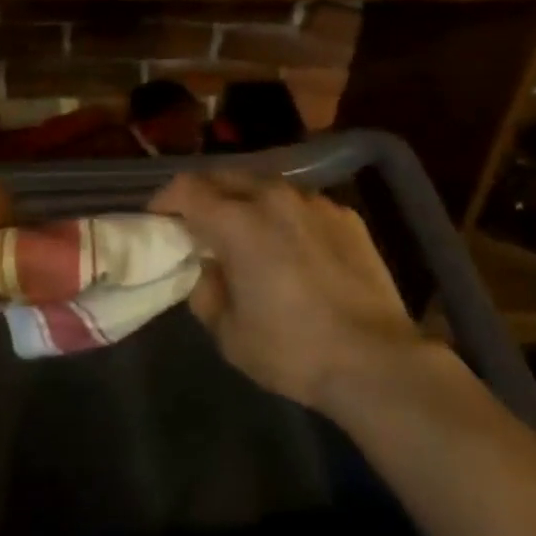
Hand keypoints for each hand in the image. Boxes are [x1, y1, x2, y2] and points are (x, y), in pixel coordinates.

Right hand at [150, 173, 421, 411]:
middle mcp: (274, 197)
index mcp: (238, 221)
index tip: (159, 221)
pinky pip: (302, 204)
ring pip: (266, 186)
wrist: (375, 359)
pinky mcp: (346, 215)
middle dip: (203, 195)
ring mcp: (315, 202)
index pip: (187, 189)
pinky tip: (292, 247)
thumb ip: (206, 290)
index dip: (165, 201)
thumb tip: (207, 268)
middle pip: (225, 176)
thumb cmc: (292, 349)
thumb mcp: (229, 333)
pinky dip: (284, 216)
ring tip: (246, 233)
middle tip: (197, 226)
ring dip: (245, 201)